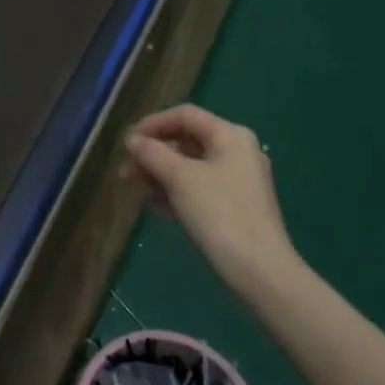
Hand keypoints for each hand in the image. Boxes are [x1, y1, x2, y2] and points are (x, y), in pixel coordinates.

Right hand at [121, 105, 300, 290]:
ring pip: (190, 167)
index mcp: (230, 136)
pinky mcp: (234, 207)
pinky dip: (175, 191)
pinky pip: (198, 188)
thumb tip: (133, 140)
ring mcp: (237, 181)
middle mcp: (237, 152)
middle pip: (187, 141)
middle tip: (126, 170)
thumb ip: (153, 153)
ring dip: (160, 173)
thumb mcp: (180, 178)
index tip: (127, 141)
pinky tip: (153, 204)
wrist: (258, 269)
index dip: (153, 123)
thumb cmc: (218, 212)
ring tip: (133, 187)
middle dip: (153, 153)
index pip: (185, 115)